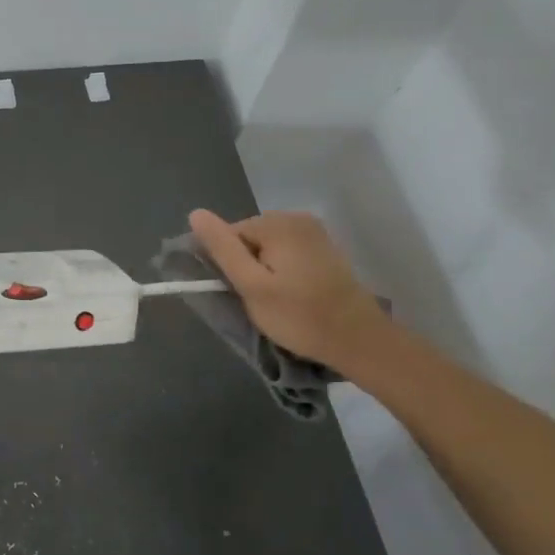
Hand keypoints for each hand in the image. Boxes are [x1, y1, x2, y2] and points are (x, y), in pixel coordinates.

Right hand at [188, 209, 390, 371]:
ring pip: (266, 247)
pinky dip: (283, 270)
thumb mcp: (251, 285)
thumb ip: (222, 249)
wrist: (359, 340)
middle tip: (262, 299)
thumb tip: (195, 214)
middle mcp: (296, 217)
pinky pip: (287, 252)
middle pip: (248, 238)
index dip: (229, 265)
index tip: (243, 292)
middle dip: (248, 266)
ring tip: (279, 299)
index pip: (228, 235)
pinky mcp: (325, 247)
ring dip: (265, 270)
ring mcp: (314, 231)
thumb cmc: (299, 316)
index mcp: (276, 223)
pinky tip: (295, 293)